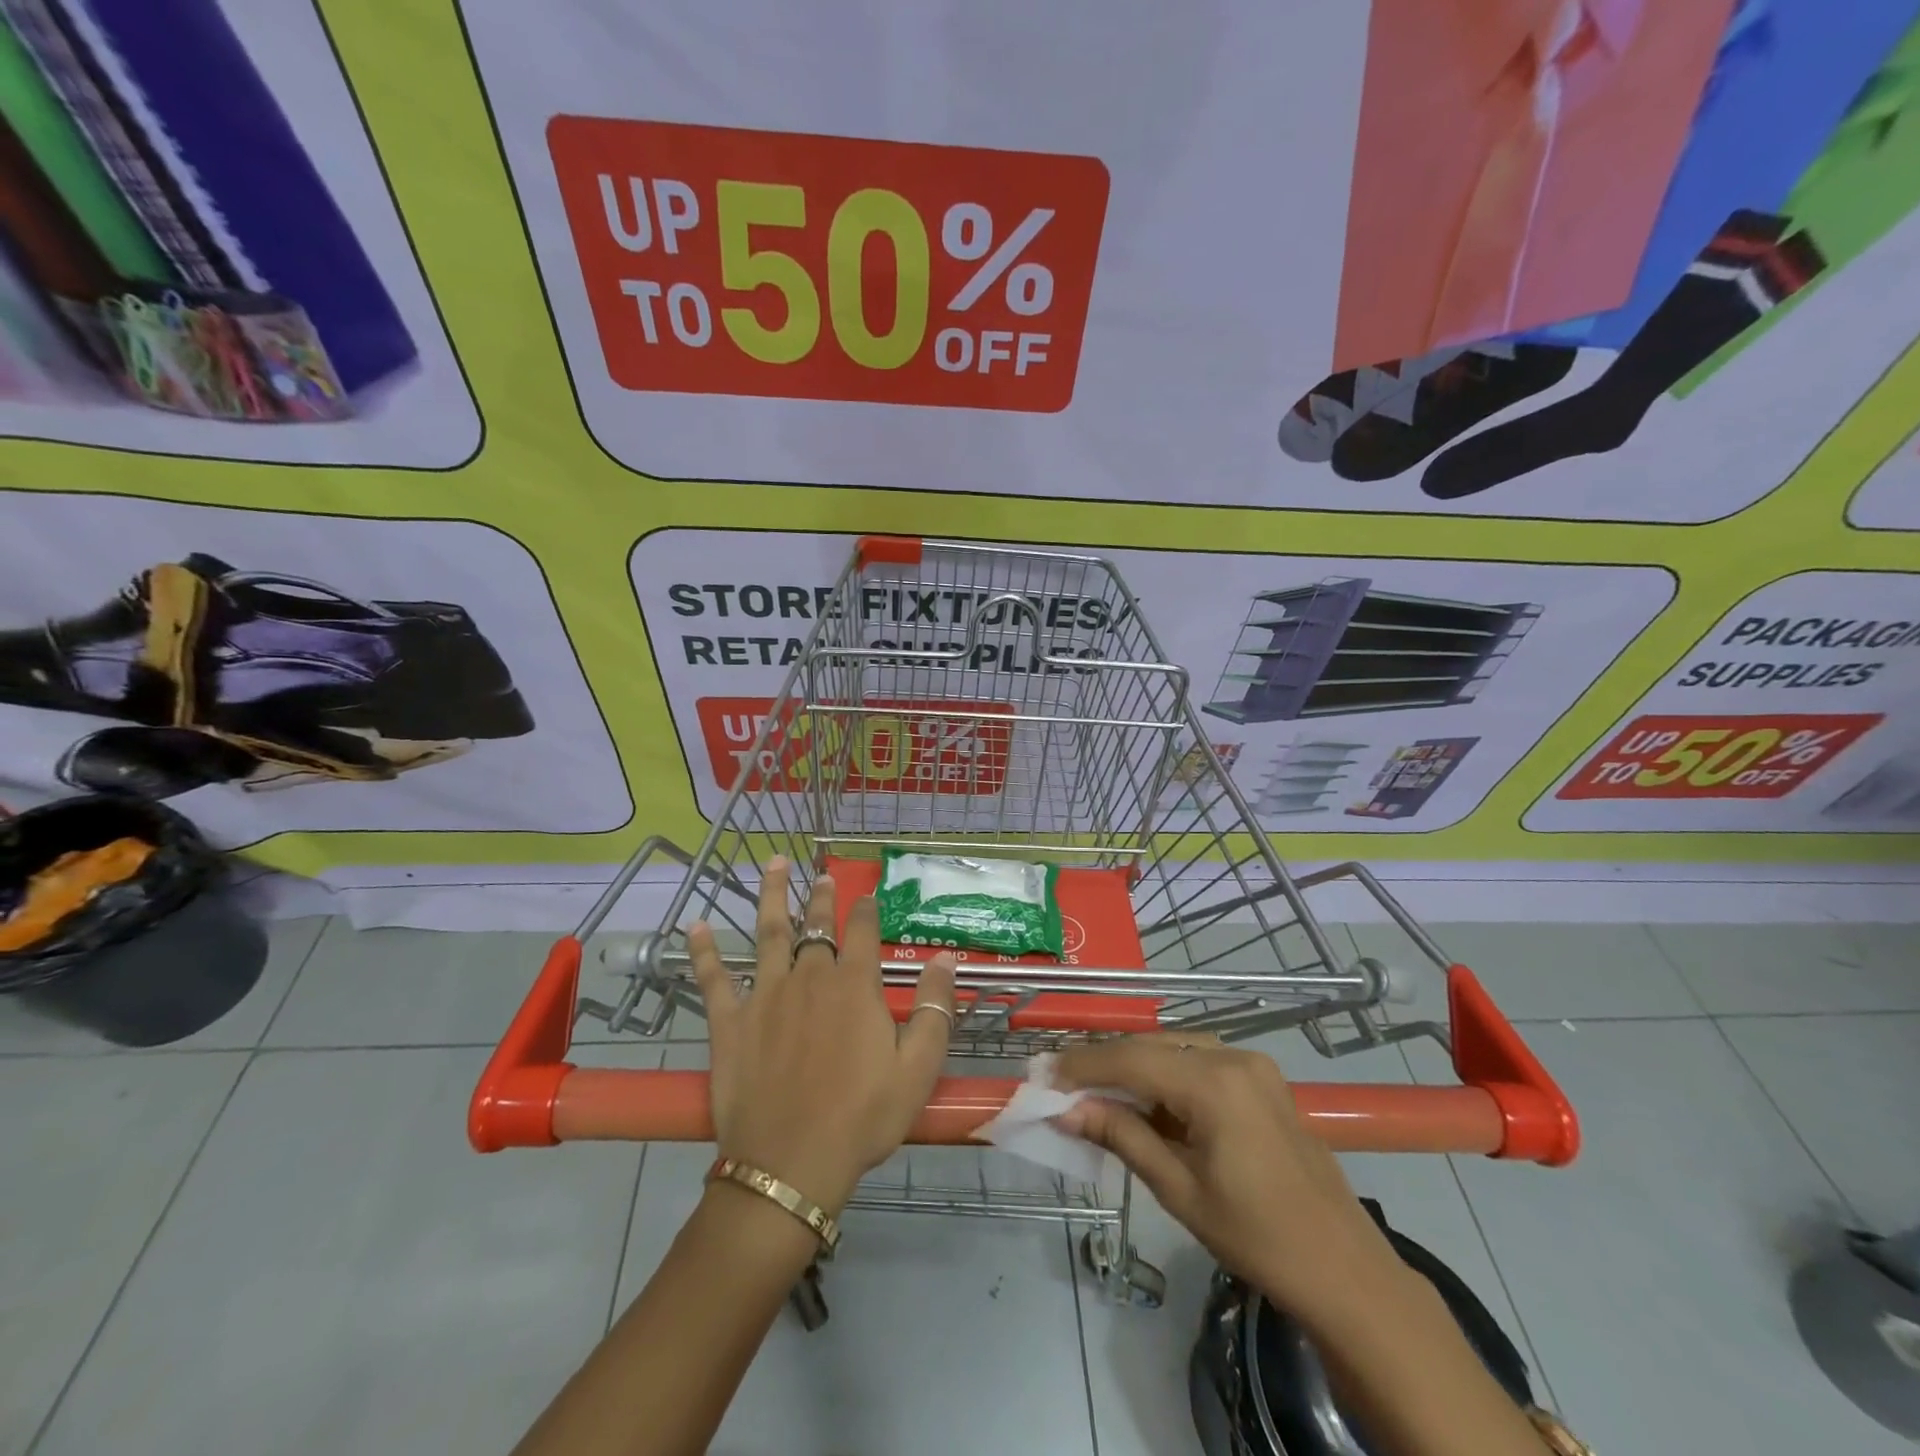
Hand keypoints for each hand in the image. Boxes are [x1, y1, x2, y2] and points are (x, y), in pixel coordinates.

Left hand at [687, 858, 957, 1215]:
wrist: (791, 1164)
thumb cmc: (862, 1117)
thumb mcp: (918, 1067)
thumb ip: (934, 1008)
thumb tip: (945, 957)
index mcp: (853, 985)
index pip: (862, 931)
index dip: (866, 909)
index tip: (868, 894)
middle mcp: (809, 977)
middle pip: (816, 926)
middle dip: (821, 898)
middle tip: (822, 875)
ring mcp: (764, 996)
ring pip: (769, 934)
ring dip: (771, 897)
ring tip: (773, 866)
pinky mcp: (729, 1023)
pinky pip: (713, 979)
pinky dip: (703, 951)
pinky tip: (695, 926)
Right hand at [1051, 1038, 1398, 1322]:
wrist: (1344, 1269)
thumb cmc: (1258, 1236)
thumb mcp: (1179, 1189)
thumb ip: (1122, 1136)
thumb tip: (1066, 1111)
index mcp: (1215, 1082)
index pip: (1132, 1058)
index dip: (1084, 1064)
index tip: (1044, 1074)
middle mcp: (1234, 1057)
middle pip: (1152, 1045)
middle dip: (1106, 1063)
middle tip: (1064, 1085)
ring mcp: (1253, 1065)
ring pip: (1175, 1048)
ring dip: (1135, 1067)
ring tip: (1097, 1093)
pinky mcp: (1262, 1079)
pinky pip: (1200, 1061)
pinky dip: (1167, 1075)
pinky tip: (1148, 1102)